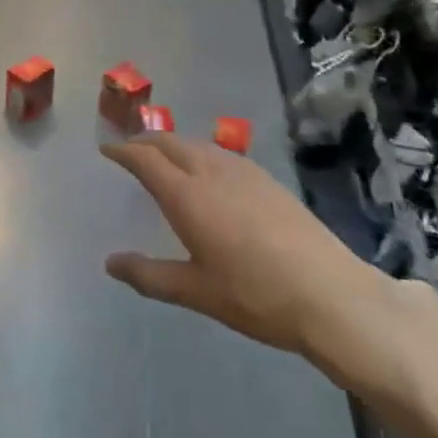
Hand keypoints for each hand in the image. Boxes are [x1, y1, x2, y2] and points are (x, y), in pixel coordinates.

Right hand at [102, 134, 437, 427]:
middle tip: (128, 151)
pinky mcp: (268, 180)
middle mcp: (212, 172)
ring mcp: (244, 173)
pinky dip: (200, 152)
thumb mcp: (195, 292)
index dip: (123, 151)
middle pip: (170, 142)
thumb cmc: (255, 295)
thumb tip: (111, 263)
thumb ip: (149, 275)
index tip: (106, 151)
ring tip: (163, 158)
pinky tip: (207, 172)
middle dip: (145, 142)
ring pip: (198, 144)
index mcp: (188, 196)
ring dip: (173, 144)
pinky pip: (221, 153)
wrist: (330, 294)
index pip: (145, 159)